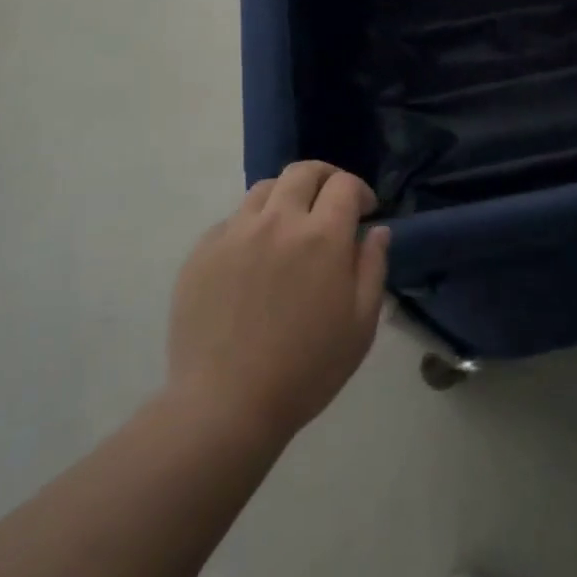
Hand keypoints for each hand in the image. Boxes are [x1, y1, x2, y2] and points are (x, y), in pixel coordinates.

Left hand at [166, 161, 388, 447]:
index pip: (344, 184)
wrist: (226, 404)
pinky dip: (252, 226)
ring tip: (292, 226)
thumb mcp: (360, 324)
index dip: (359, 190)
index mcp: (321, 236)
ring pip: (264, 189)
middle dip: (325, 178)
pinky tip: (255, 258)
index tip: (364, 210)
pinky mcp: (201, 252)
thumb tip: (375, 230)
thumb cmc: (307, 369)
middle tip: (332, 201)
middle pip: (302, 172)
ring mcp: (234, 234)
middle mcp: (277, 222)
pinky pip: (232, 220)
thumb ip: (372, 267)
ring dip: (287, 197)